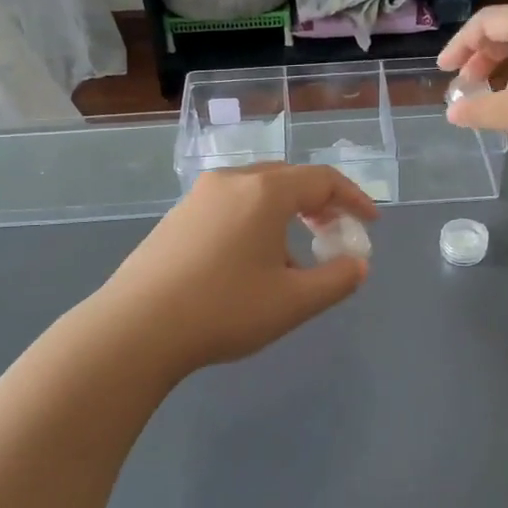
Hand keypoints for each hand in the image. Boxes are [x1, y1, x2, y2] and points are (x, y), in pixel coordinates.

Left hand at [93, 164, 377, 378]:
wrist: (136, 328)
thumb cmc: (224, 309)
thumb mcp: (293, 302)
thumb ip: (336, 281)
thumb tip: (358, 265)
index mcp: (264, 191)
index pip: (323, 180)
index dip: (354, 199)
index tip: (371, 224)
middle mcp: (231, 182)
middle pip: (288, 180)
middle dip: (319, 203)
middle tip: (334, 232)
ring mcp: (198, 197)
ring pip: (256, 194)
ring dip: (285, 216)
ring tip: (292, 262)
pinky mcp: (176, 218)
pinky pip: (229, 208)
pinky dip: (254, 224)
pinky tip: (249, 265)